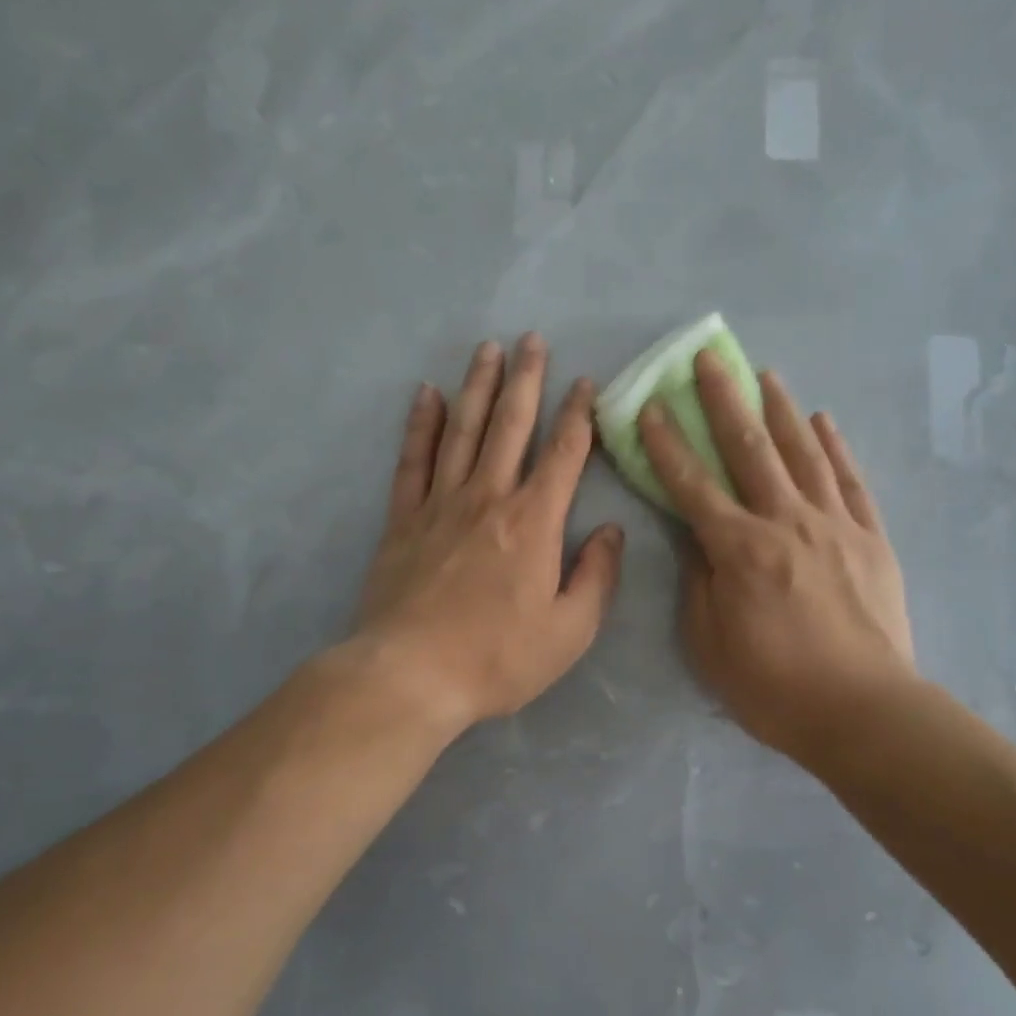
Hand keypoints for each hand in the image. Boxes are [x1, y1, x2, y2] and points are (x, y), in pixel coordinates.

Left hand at [351, 333, 624, 730]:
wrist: (411, 676)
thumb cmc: (497, 657)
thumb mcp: (570, 631)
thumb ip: (597, 576)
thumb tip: (612, 530)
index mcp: (534, 521)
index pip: (564, 454)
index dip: (578, 414)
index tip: (585, 383)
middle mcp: (488, 497)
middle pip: (511, 425)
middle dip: (526, 379)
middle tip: (532, 339)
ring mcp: (441, 503)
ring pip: (463, 430)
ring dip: (478, 387)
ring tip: (488, 350)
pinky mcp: (404, 519)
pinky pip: (413, 460)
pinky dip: (421, 424)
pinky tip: (427, 394)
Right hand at [639, 352, 915, 761]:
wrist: (864, 711)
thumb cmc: (774, 686)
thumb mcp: (710, 643)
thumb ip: (699, 581)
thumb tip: (696, 536)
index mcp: (739, 549)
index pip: (692, 484)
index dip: (666, 444)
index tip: (650, 407)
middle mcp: (785, 522)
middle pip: (749, 450)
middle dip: (724, 401)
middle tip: (709, 359)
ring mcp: (833, 524)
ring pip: (802, 453)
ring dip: (780, 410)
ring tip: (765, 374)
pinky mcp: (870, 537)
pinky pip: (850, 480)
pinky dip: (834, 446)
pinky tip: (823, 419)